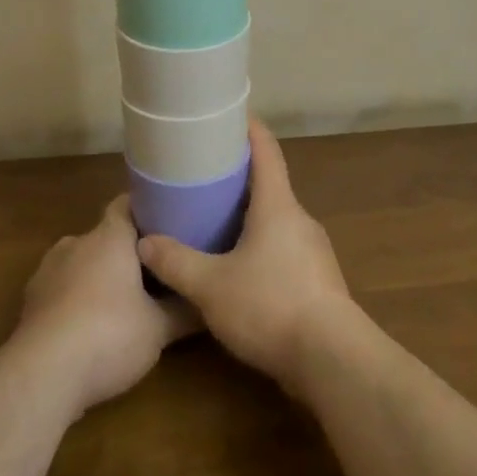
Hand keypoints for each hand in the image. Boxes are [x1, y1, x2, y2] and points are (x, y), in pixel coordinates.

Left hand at [14, 195, 193, 416]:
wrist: (42, 375)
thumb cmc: (109, 334)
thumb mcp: (159, 328)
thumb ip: (184, 312)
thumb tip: (207, 303)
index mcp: (109, 237)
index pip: (127, 204)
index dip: (147, 211)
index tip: (168, 224)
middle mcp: (76, 243)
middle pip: (106, 237)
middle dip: (127, 253)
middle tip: (154, 273)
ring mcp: (47, 271)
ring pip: (81, 263)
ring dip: (100, 278)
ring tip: (123, 303)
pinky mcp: (30, 302)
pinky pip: (61, 289)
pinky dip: (76, 301)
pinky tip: (90, 329)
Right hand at [136, 118, 355, 395]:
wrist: (332, 360)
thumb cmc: (270, 306)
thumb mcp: (211, 285)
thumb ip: (175, 262)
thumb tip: (144, 243)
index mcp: (278, 205)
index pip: (267, 151)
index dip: (250, 129)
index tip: (232, 115)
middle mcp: (299, 220)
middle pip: (271, 185)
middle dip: (241, 178)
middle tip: (206, 175)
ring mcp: (314, 251)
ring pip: (278, 221)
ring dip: (251, 216)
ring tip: (217, 222)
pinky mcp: (318, 281)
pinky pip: (285, 250)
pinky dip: (262, 247)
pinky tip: (240, 269)